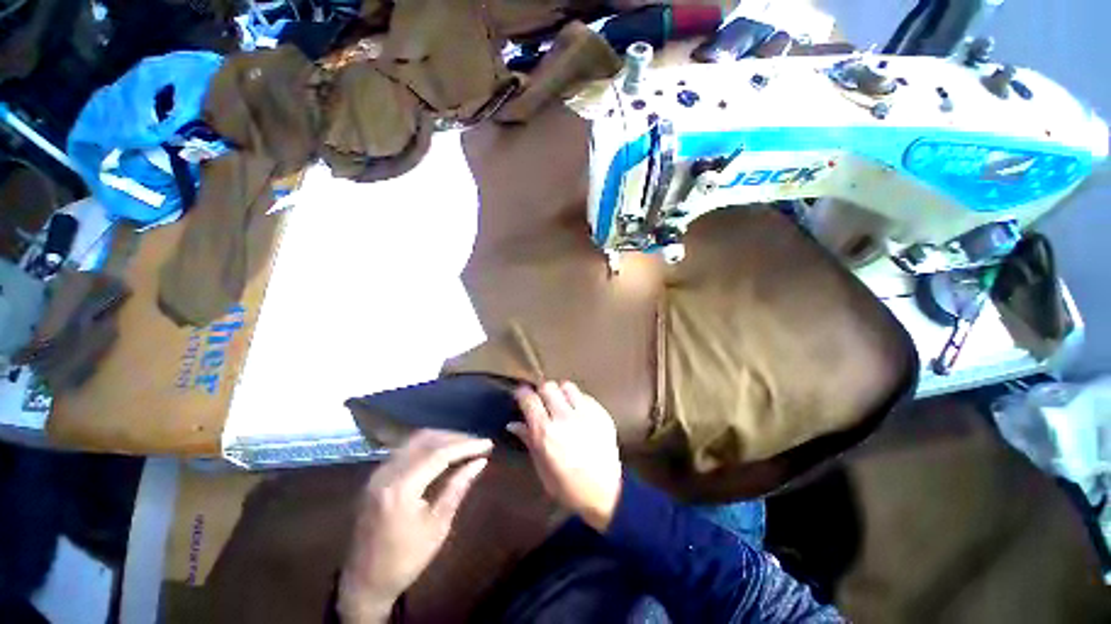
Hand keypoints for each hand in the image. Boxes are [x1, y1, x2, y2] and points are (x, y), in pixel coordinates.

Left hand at [339, 430, 492, 622]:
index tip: (487, 444)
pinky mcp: (377, 475)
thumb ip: (457, 487)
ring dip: (443, 438)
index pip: (440, 453)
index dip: (466, 445)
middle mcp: (387, 472)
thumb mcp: (438, 526)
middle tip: (478, 443)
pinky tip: (443, 450)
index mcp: (401, 488)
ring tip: (465, 444)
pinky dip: (428, 444)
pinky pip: (406, 448)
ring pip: (416, 440)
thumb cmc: (406, 559)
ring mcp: (379, 472)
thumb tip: (480, 462)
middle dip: (456, 438)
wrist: (364, 582)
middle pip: (427, 441)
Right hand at [508, 382, 621, 531]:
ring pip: (567, 385)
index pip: (529, 398)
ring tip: (561, 404)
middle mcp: (564, 417)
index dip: (522, 394)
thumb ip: (528, 439)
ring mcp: (585, 413)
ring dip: (561, 392)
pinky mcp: (601, 413)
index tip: (521, 396)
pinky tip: (578, 413)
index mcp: (545, 432)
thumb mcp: (542, 466)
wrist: (605, 493)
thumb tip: (513, 424)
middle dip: (542, 391)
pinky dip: (578, 400)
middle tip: (542, 402)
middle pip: (548, 386)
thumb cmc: (567, 485)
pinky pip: (585, 395)